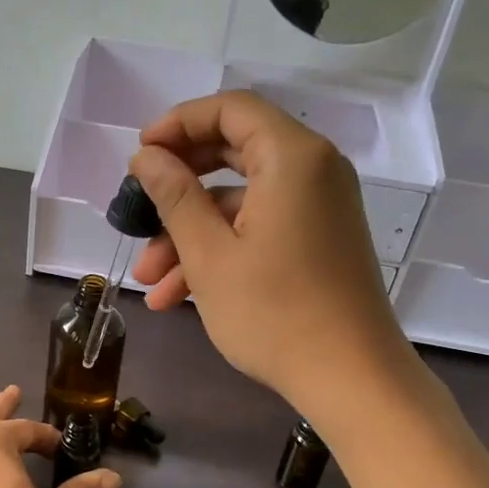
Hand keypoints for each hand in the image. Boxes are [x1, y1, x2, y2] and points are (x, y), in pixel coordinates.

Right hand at [128, 91, 412, 413]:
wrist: (350, 377)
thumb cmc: (273, 313)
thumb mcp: (209, 254)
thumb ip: (174, 196)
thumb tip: (146, 157)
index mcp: (292, 157)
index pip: (230, 109)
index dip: (179, 124)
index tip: (139, 155)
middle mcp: (313, 171)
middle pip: (234, 153)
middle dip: (178, 187)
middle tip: (138, 209)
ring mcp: (318, 209)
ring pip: (240, 203)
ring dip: (190, 236)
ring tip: (148, 280)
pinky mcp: (317, 242)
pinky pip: (260, 230)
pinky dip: (220, 253)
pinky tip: (177, 296)